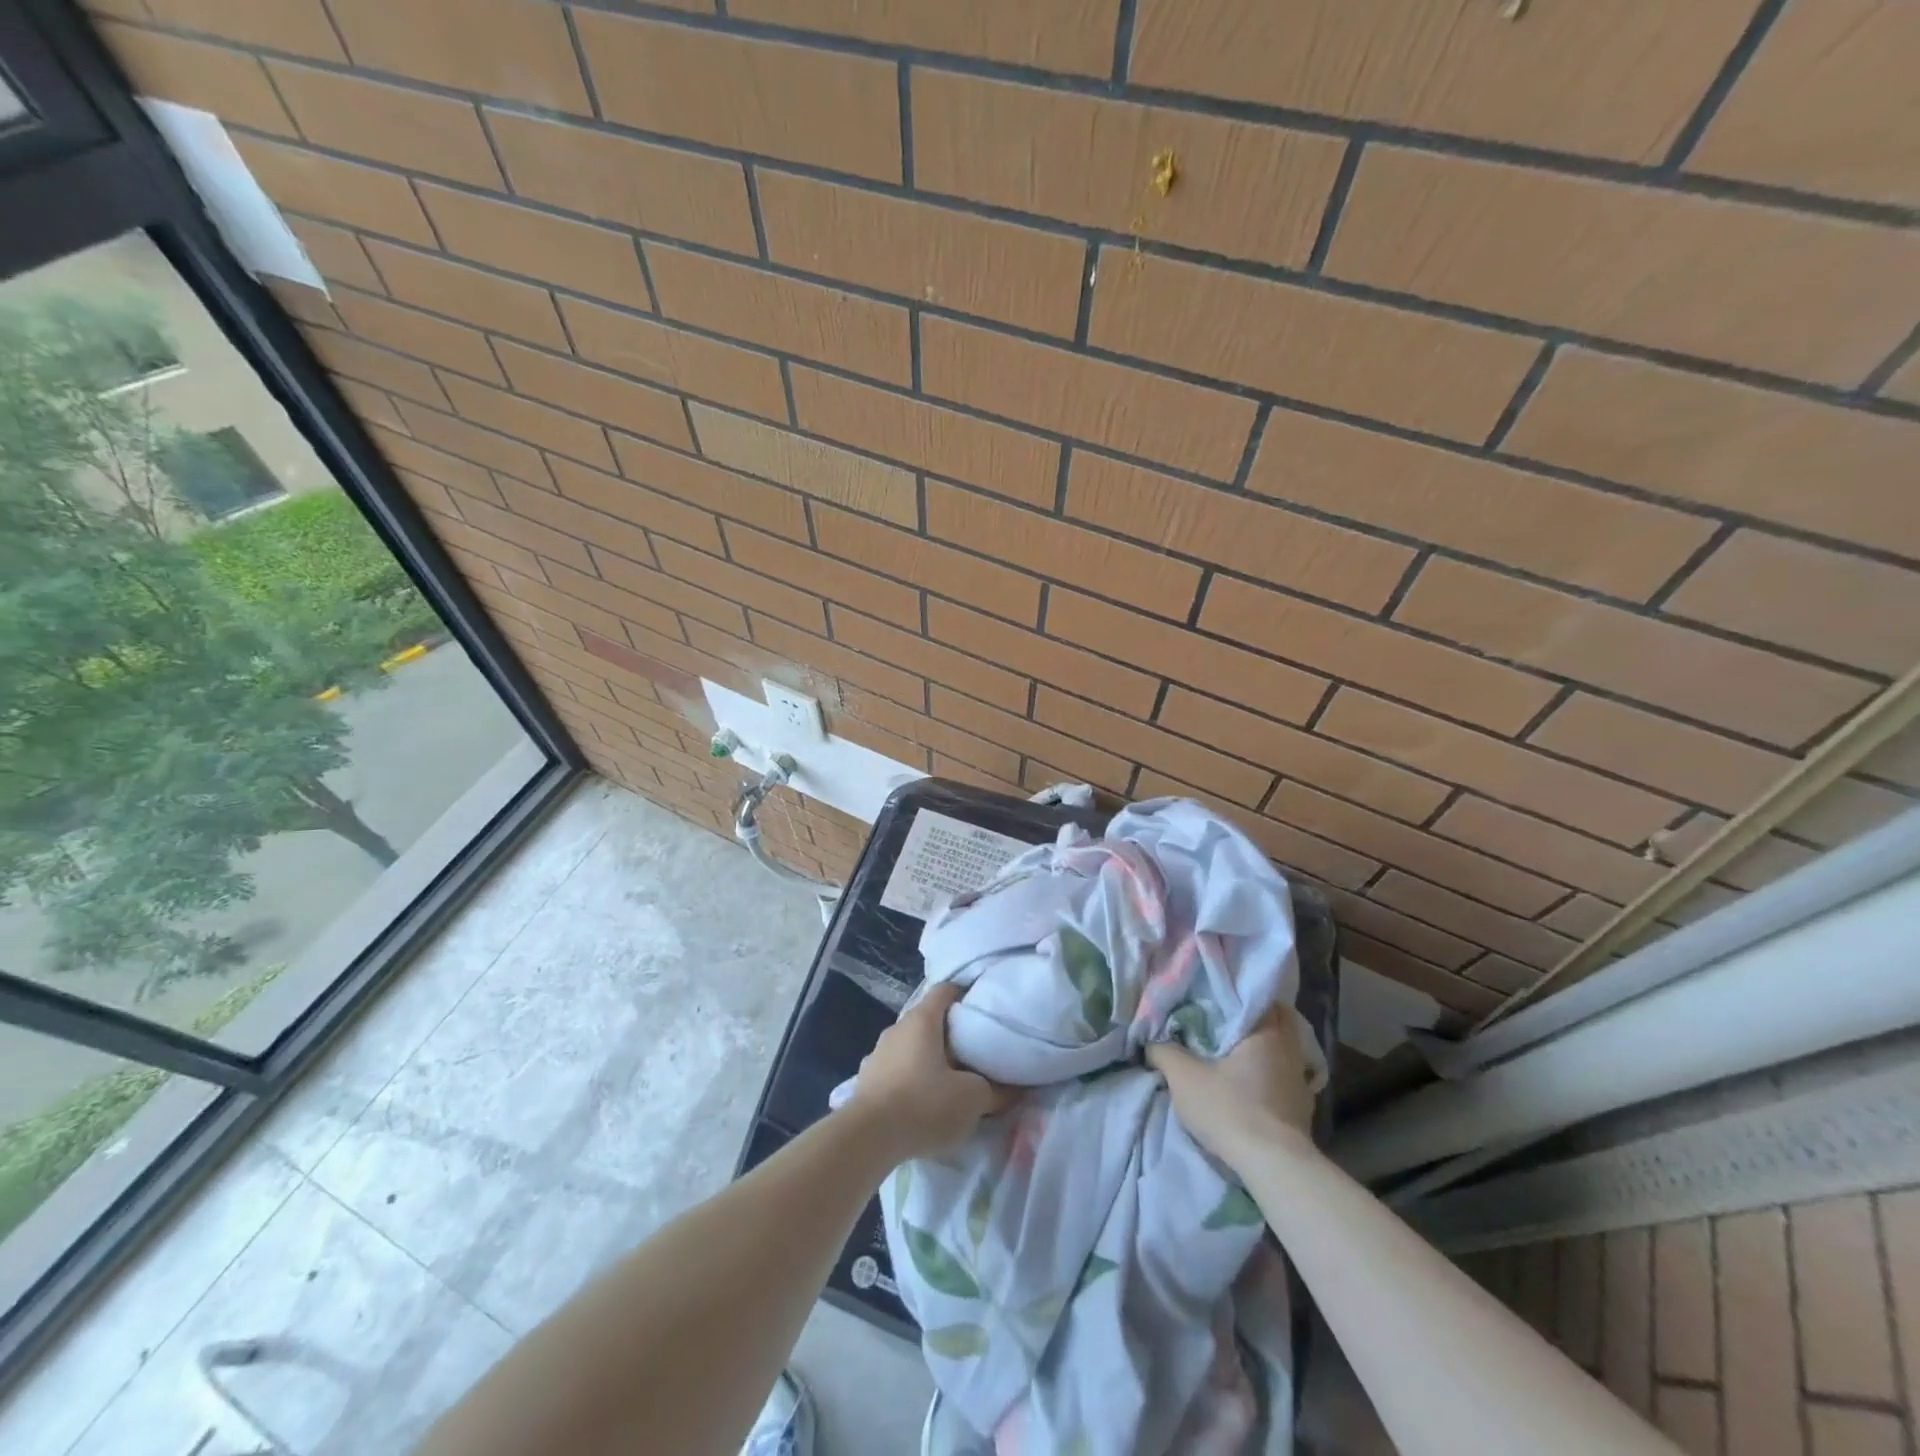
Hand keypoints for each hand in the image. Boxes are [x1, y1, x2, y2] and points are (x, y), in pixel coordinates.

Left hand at [846, 983, 1012, 1161]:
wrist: (867, 1139)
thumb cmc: (924, 1104)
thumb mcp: (972, 1099)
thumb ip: (997, 1090)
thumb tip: (1016, 1088)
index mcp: (922, 1020)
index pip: (946, 990)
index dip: (966, 994)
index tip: (983, 1008)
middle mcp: (897, 1028)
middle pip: (928, 1019)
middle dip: (950, 1032)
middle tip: (974, 1050)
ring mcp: (877, 1053)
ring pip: (910, 1045)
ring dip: (928, 1057)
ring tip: (948, 1079)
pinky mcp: (866, 1080)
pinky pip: (895, 1069)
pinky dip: (909, 1077)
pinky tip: (920, 1101)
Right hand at [1147, 1006, 1316, 1172]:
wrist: (1273, 1167)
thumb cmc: (1230, 1109)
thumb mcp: (1183, 1077)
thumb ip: (1164, 1052)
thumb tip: (1151, 1042)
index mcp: (1266, 1032)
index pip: (1258, 997)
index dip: (1236, 994)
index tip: (1215, 997)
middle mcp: (1290, 1050)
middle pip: (1275, 1022)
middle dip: (1252, 1020)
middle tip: (1223, 1022)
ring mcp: (1300, 1081)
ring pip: (1282, 1051)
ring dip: (1262, 1050)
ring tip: (1235, 1053)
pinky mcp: (1303, 1109)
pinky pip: (1284, 1078)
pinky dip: (1269, 1076)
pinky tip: (1251, 1085)